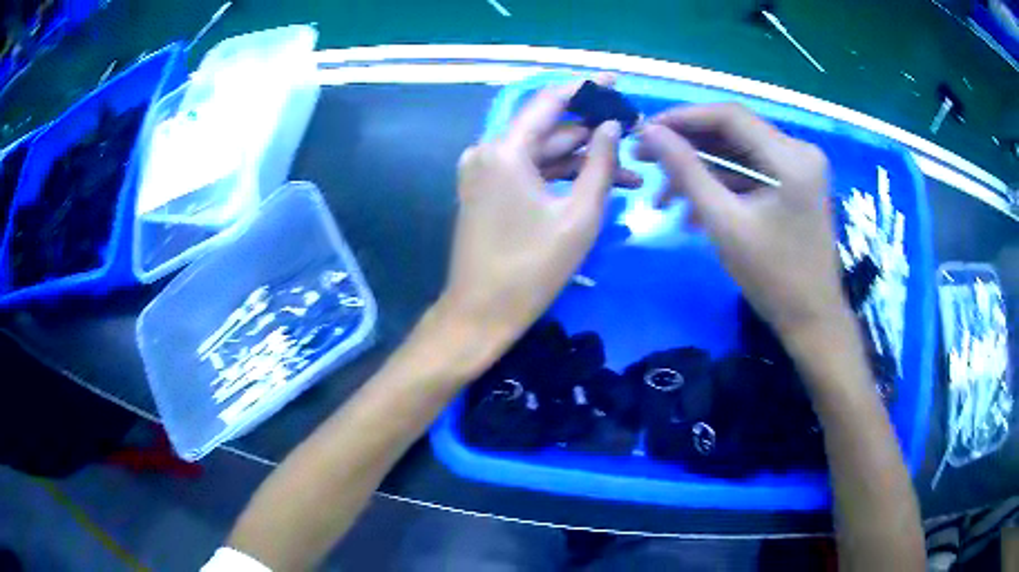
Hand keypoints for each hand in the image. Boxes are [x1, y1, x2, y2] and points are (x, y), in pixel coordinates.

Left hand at [435, 77, 628, 349]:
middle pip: (549, 129)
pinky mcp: (486, 191)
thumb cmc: (532, 269)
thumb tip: (612, 125)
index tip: (614, 82)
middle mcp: (488, 151)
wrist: (480, 313)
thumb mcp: (579, 215)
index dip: (585, 89)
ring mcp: (484, 171)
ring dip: (583, 161)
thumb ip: (601, 164)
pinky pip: (529, 172)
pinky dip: (560, 177)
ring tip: (631, 173)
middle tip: (635, 137)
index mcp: (505, 150)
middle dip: (593, 134)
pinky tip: (598, 184)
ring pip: (543, 153)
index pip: (550, 101)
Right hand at [635, 103, 851, 341]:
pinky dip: (722, 187)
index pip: (729, 116)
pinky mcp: (794, 184)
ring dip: (700, 171)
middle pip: (733, 132)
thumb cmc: (773, 277)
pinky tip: (693, 210)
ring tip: (663, 197)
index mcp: (791, 157)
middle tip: (645, 159)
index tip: (645, 131)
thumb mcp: (724, 222)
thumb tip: (650, 132)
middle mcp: (799, 151)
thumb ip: (686, 171)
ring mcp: (799, 168)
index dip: (683, 118)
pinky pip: (750, 173)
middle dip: (687, 146)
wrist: (812, 319)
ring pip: (738, 153)